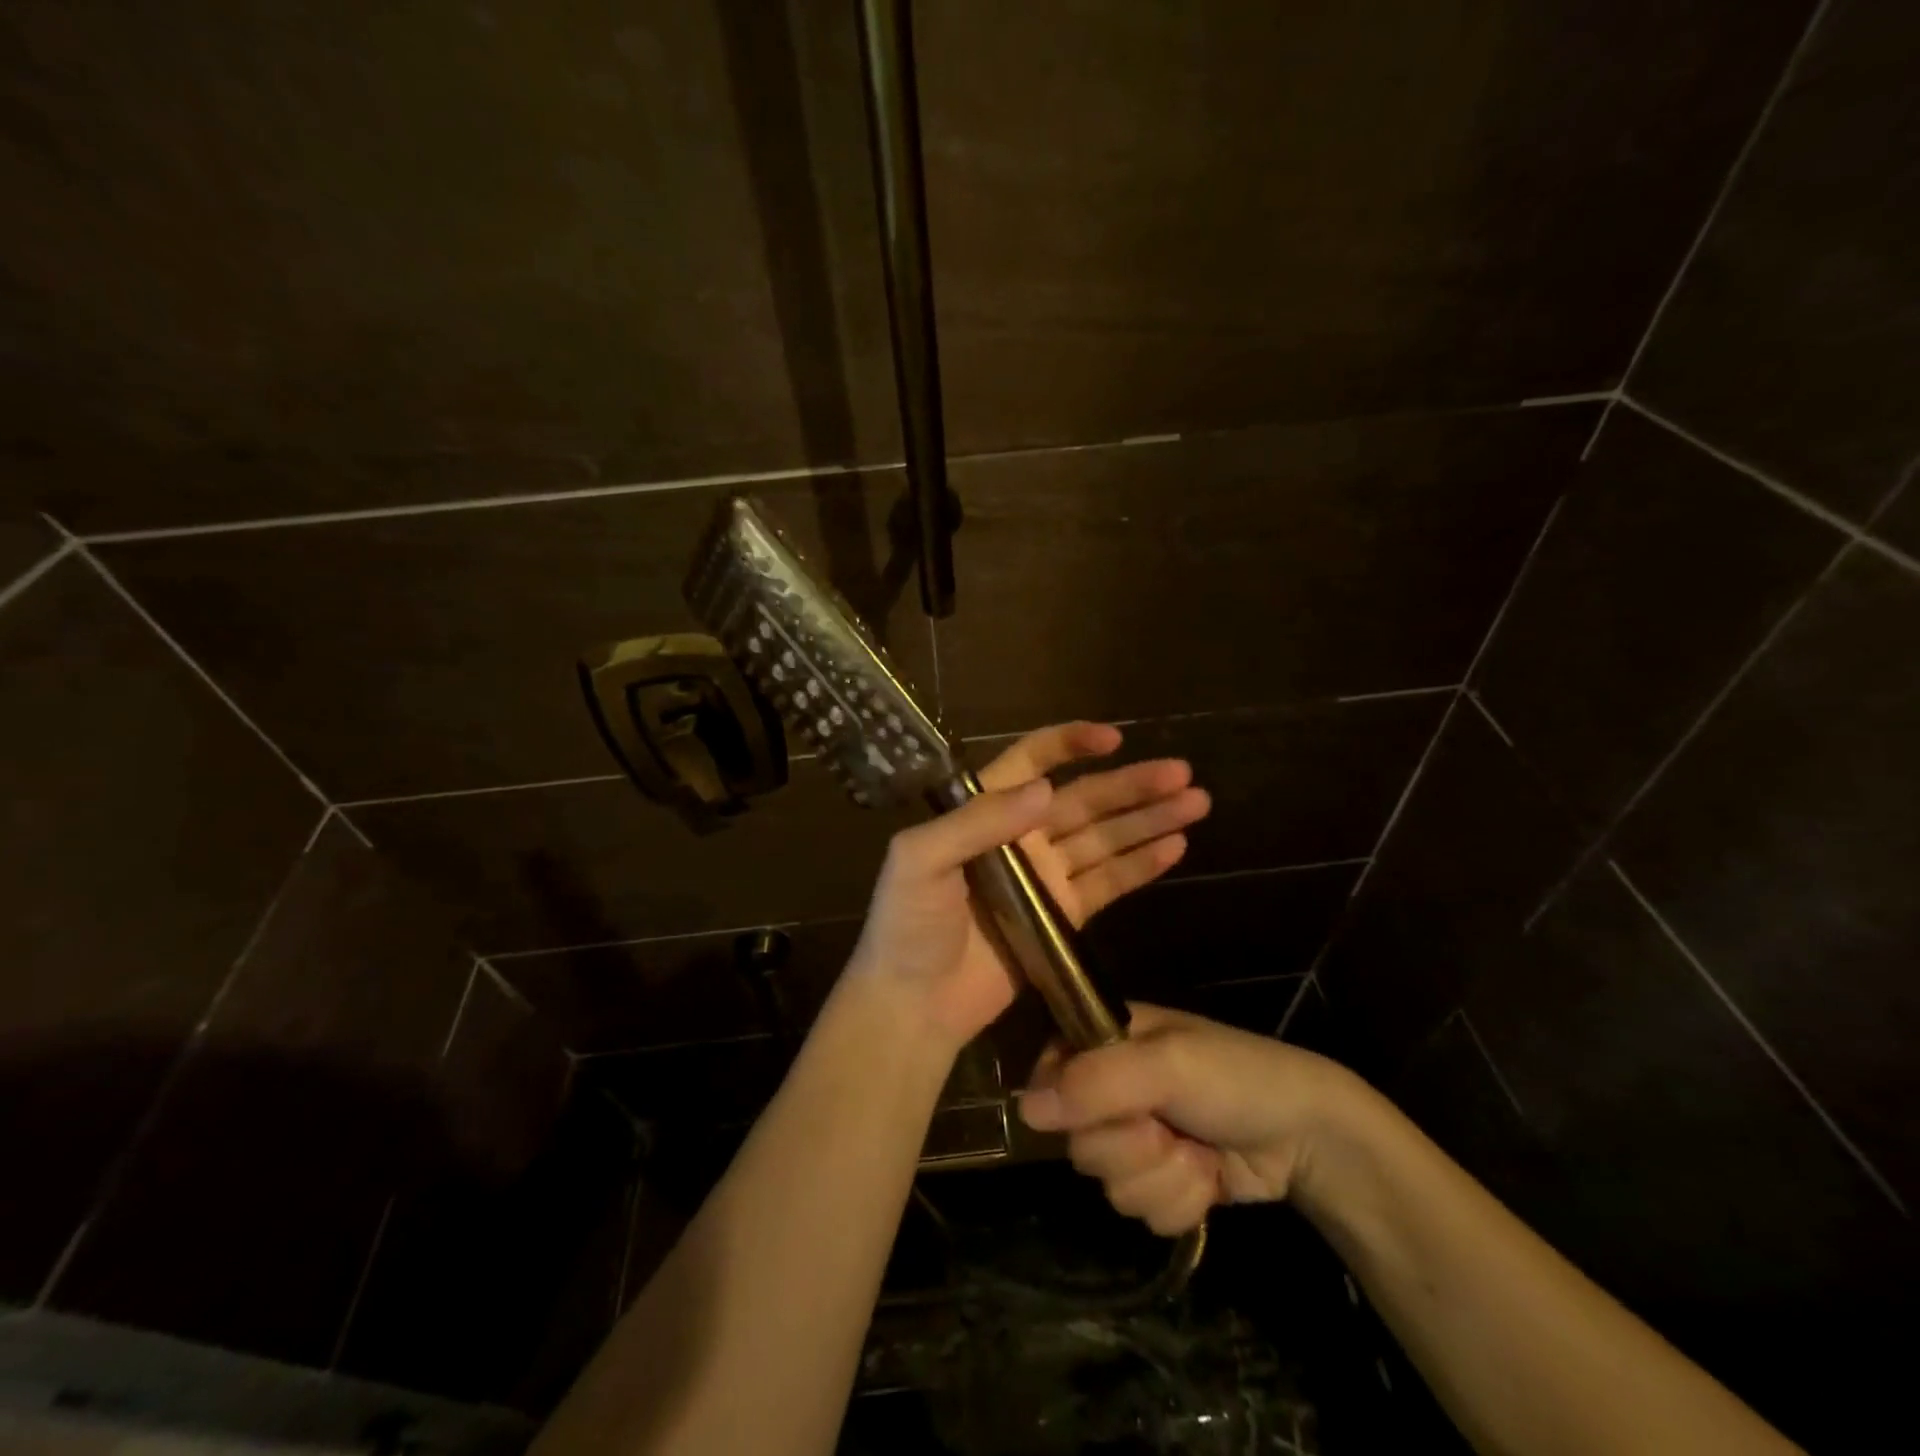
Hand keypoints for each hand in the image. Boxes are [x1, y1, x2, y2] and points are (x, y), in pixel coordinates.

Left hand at [844, 723, 1210, 1049]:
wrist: (914, 1003)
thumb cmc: (907, 925)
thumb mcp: (920, 860)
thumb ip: (978, 820)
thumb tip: (1045, 789)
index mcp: (982, 813)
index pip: (1032, 764)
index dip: (1069, 745)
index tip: (1114, 738)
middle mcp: (1019, 837)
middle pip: (1083, 800)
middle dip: (1131, 785)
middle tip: (1183, 774)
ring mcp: (1044, 878)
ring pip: (1104, 838)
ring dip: (1148, 820)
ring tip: (1195, 803)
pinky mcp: (1064, 917)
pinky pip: (1108, 883)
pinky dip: (1140, 865)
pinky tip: (1175, 847)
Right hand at [1019, 1003, 1361, 1235]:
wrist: (1307, 1136)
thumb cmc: (1236, 1077)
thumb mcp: (1169, 1066)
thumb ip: (1096, 1083)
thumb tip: (1025, 1110)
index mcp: (1104, 1039)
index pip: (1047, 1074)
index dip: (1067, 1104)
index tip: (1106, 1111)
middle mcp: (1110, 1086)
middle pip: (1078, 1141)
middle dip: (1130, 1147)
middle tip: (1168, 1128)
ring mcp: (1135, 1136)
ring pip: (1108, 1182)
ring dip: (1161, 1177)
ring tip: (1196, 1151)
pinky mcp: (1159, 1179)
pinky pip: (1140, 1210)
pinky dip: (1178, 1202)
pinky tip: (1207, 1178)